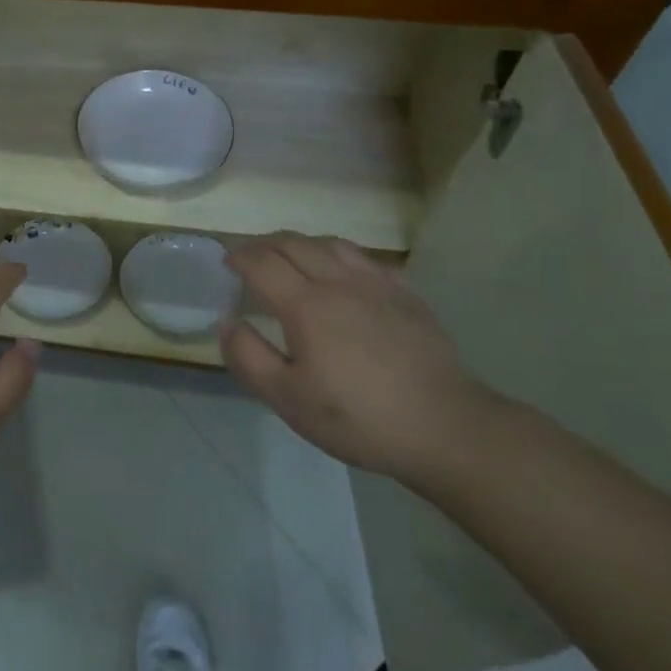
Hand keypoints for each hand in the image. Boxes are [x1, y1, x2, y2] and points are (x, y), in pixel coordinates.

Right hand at [221, 233, 489, 483]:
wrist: (443, 427)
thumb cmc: (357, 417)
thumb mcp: (287, 399)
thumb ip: (248, 356)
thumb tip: (228, 321)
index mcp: (305, 304)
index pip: (262, 262)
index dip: (239, 257)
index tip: (226, 262)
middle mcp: (338, 282)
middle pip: (294, 243)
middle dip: (265, 244)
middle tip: (251, 257)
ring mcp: (376, 284)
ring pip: (331, 244)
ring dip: (301, 244)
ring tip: (291, 258)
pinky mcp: (406, 295)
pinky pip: (365, 259)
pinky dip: (340, 256)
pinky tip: (342, 274)